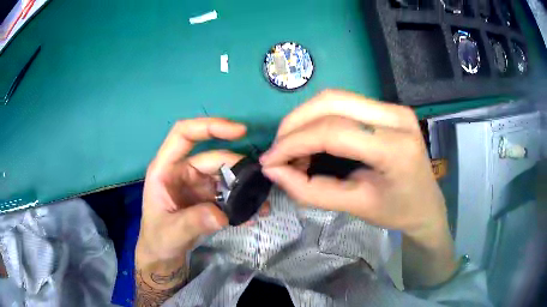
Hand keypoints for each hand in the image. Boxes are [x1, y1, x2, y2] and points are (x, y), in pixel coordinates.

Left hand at [135, 118, 245, 305]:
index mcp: (165, 169)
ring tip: (261, 204)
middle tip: (259, 185)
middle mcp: (182, 171)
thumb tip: (221, 214)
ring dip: (244, 186)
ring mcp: (196, 183)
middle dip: (237, 168)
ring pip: (224, 174)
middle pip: (213, 157)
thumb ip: (192, 222)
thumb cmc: (158, 239)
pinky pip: (228, 191)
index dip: (209, 126)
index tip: (240, 131)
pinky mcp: (207, 196)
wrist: (164, 255)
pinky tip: (253, 213)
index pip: (184, 134)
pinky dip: (242, 200)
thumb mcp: (171, 233)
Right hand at [260, 90, 456, 286]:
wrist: (427, 205)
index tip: (270, 161)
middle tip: (278, 151)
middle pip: (331, 102)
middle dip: (294, 124)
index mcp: (395, 148)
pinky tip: (312, 138)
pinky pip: (344, 103)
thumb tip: (273, 170)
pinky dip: (319, 118)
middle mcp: (396, 117)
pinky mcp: (388, 108)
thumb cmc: (397, 212)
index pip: (333, 131)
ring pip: (335, 97)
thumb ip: (311, 191)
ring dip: (305, 119)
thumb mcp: (354, 207)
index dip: (294, 143)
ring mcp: (394, 108)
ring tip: (292, 147)